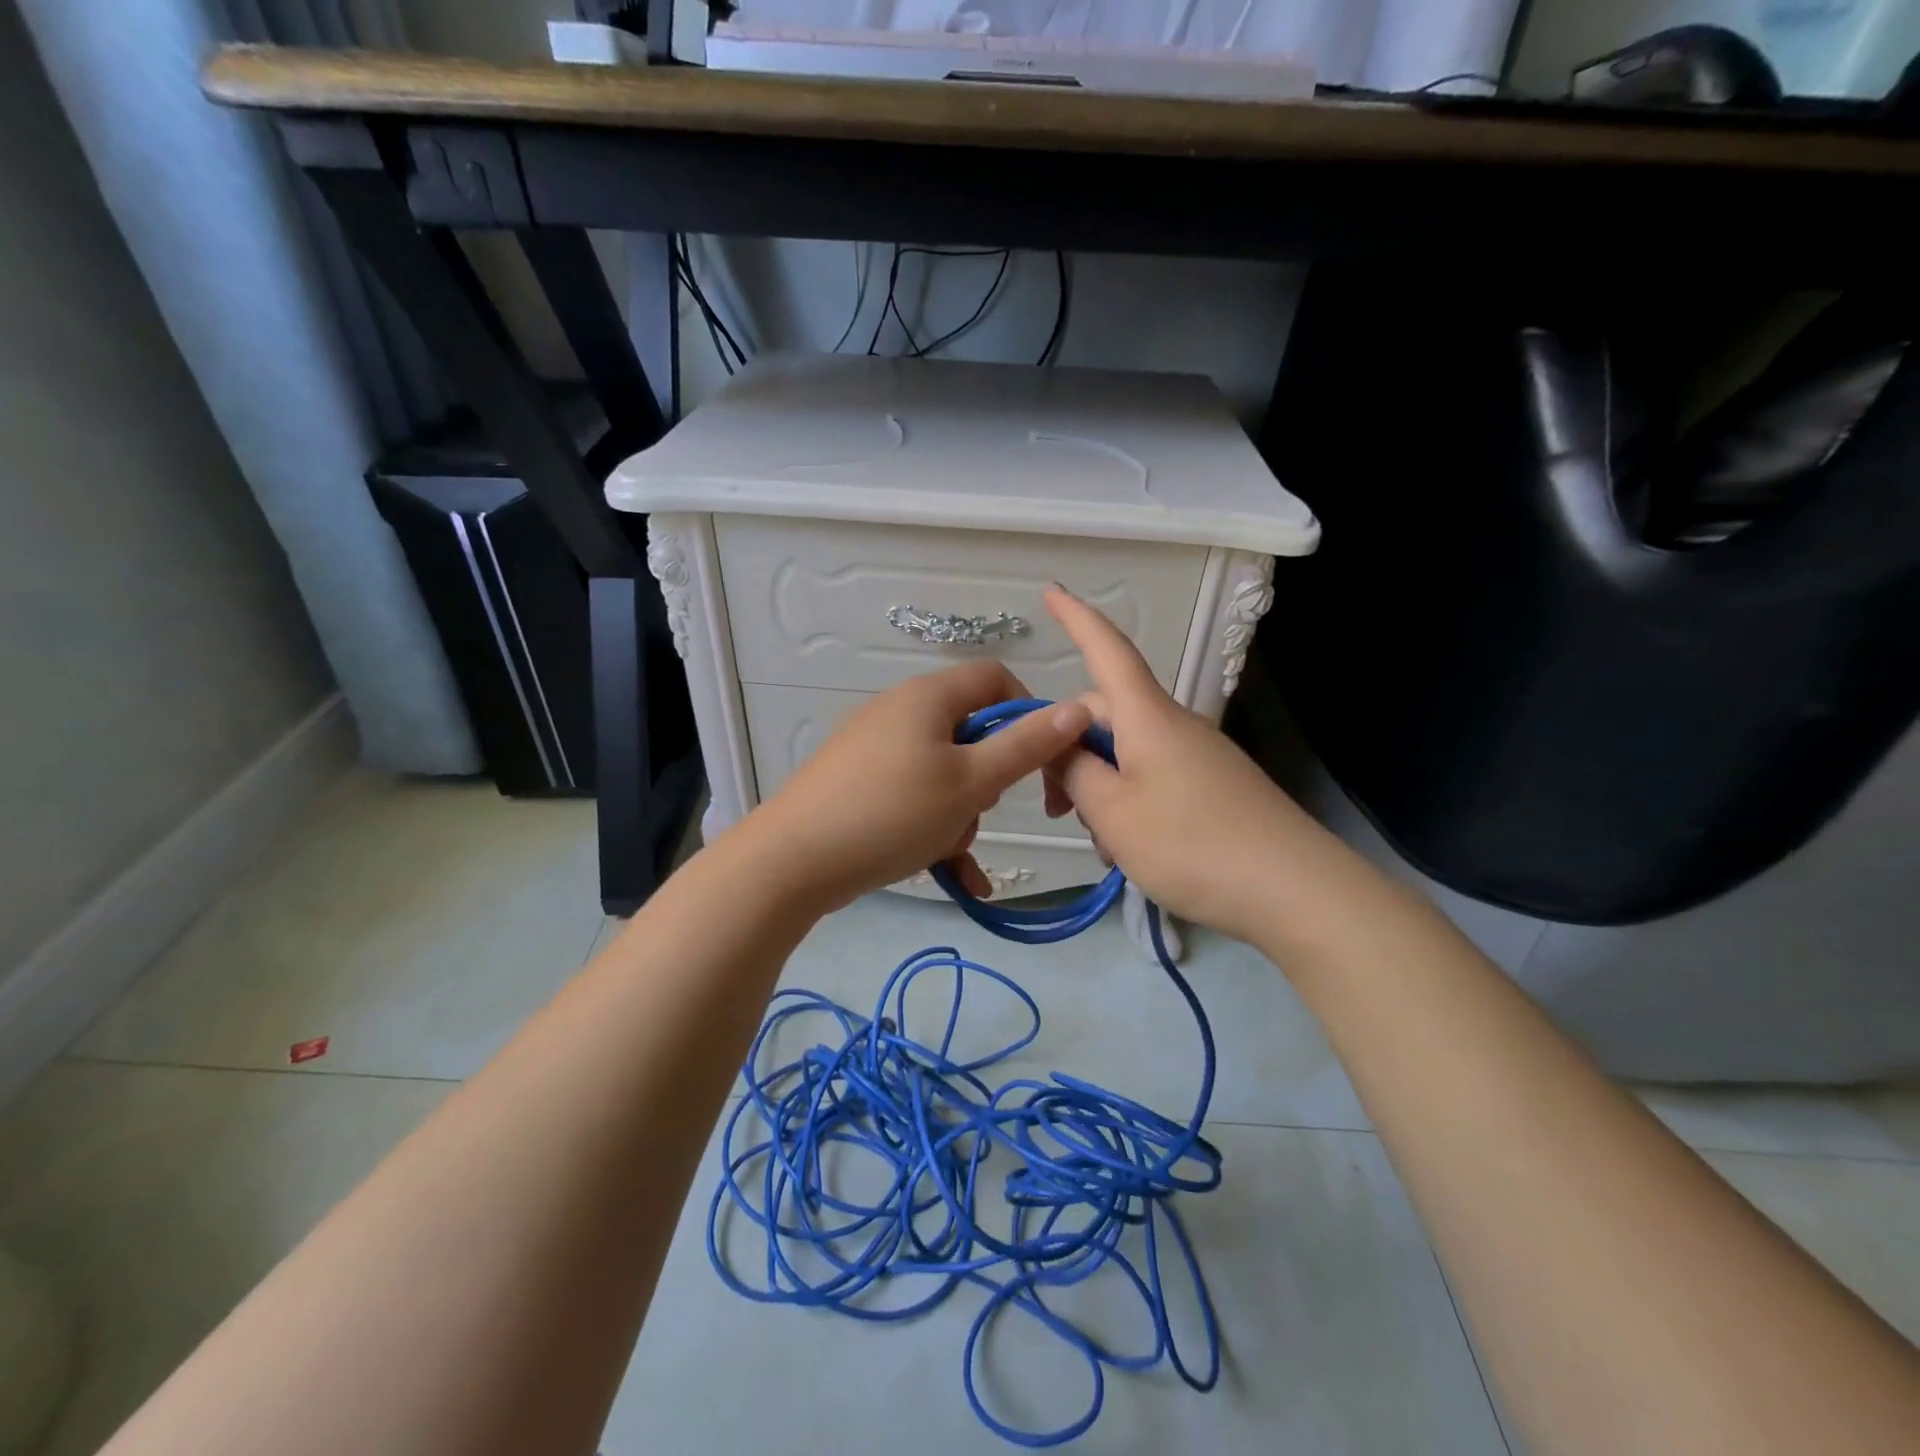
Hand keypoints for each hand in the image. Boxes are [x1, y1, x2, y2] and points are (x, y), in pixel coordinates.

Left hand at [747, 660, 1092, 911]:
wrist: (793, 862)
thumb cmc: (892, 812)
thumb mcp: (971, 782)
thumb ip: (1027, 745)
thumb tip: (1078, 708)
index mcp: (928, 697)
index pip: (996, 679)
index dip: (1028, 713)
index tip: (1042, 759)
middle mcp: (901, 712)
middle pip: (971, 733)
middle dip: (987, 781)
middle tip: (979, 811)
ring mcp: (877, 750)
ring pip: (946, 775)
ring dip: (960, 815)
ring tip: (944, 849)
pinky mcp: (862, 785)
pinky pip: (916, 800)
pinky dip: (936, 831)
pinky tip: (957, 879)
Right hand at [1042, 586, 1321, 943]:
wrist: (1295, 891)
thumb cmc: (1192, 844)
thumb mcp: (1112, 813)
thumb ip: (1074, 772)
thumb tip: (1060, 745)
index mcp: (1147, 717)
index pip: (1107, 650)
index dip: (1076, 619)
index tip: (1051, 591)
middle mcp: (1173, 725)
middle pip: (1107, 713)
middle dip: (1069, 749)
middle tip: (1053, 808)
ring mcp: (1198, 755)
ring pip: (1127, 752)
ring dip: (1098, 785)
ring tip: (1100, 840)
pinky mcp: (1213, 786)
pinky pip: (1153, 776)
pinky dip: (1128, 801)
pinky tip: (1130, 847)